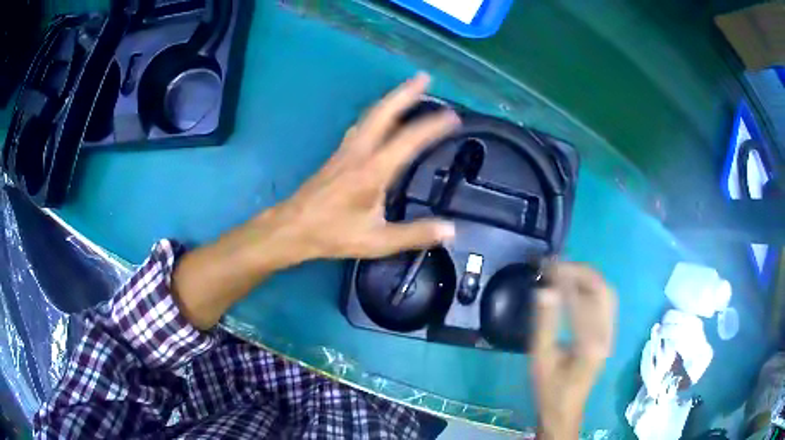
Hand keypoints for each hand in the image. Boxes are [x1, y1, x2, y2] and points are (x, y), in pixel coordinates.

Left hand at [172, 73, 459, 328]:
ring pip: (370, 115)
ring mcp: (346, 150)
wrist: (292, 228)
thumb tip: (450, 230)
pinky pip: (361, 125)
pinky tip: (380, 116)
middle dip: (406, 92)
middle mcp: (360, 151)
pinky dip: (376, 113)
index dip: (432, 126)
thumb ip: (414, 234)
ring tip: (408, 89)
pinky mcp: (337, 154)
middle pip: (384, 112)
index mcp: (373, 170)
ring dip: (391, 99)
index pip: (408, 139)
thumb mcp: (377, 240)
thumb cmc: (332, 234)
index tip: (453, 117)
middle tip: (424, 78)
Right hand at [531, 263, 616, 438]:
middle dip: (579, 271)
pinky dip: (591, 287)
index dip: (563, 278)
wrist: (565, 410)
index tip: (546, 265)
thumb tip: (545, 289)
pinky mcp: (609, 333)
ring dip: (587, 276)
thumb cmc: (549, 389)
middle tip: (555, 264)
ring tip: (564, 270)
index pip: (580, 299)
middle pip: (601, 288)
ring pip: (606, 292)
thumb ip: (544, 323)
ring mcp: (611, 333)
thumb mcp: (540, 358)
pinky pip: (605, 301)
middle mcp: (607, 333)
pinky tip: (576, 286)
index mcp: (590, 343)